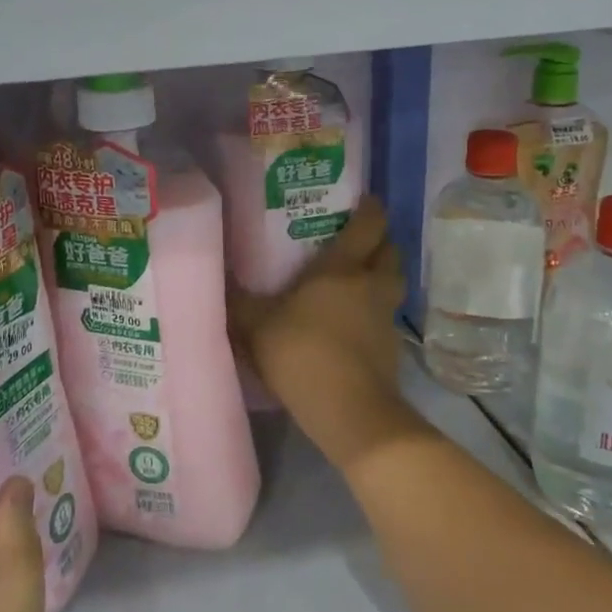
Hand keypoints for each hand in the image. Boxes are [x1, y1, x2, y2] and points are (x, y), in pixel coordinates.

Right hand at [228, 195, 419, 472]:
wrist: (349, 411)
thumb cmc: (302, 354)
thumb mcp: (257, 326)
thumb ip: (238, 302)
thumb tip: (218, 277)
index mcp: (342, 269)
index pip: (367, 226)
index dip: (370, 209)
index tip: (366, 200)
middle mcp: (371, 285)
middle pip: (390, 251)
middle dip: (381, 242)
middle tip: (360, 241)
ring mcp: (385, 318)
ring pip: (393, 284)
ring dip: (383, 276)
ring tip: (361, 280)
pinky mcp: (391, 349)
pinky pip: (387, 317)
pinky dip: (376, 313)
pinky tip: (356, 323)